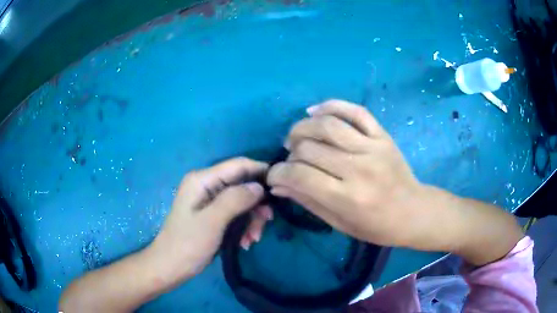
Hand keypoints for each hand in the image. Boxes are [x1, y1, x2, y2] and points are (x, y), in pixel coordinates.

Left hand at [151, 158, 272, 282]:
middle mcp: (206, 185)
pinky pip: (235, 214)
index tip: (280, 185)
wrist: (171, 266)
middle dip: (256, 204)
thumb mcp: (212, 221)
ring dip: (251, 219)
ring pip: (241, 201)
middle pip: (242, 185)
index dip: (260, 171)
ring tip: (253, 239)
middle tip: (266, 222)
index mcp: (202, 179)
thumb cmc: (188, 243)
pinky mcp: (212, 214)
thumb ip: (235, 199)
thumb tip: (259, 186)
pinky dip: (244, 226)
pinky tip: (245, 242)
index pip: (238, 165)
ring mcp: (209, 200)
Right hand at [267, 100, 423, 247]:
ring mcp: (372, 147)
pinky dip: (332, 105)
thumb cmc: (376, 226)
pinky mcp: (382, 135)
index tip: (273, 175)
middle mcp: (358, 169)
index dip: (278, 173)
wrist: (413, 211)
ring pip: (327, 125)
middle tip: (290, 160)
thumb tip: (277, 184)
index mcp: (347, 197)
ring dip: (302, 127)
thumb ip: (307, 201)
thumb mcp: (339, 223)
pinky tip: (315, 111)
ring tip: (296, 137)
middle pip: (309, 148)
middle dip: (290, 153)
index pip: (299, 175)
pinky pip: (355, 111)